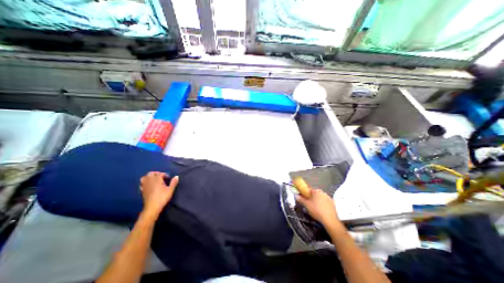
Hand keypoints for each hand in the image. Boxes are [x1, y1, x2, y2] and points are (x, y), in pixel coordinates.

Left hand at [140, 172, 178, 217]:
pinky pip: (141, 183)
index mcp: (157, 180)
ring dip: (149, 177)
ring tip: (154, 179)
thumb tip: (177, 176)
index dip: (164, 174)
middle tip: (161, 177)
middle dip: (156, 173)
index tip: (168, 178)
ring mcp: (145, 186)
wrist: (152, 207)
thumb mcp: (170, 190)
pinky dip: (145, 182)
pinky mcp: (142, 190)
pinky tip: (148, 185)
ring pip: (144, 177)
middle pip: (151, 173)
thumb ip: (173, 182)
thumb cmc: (162, 197)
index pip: (160, 174)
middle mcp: (150, 181)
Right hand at [296, 189, 342, 230]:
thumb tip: (296, 195)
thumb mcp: (306, 205)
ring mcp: (328, 197)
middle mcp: (322, 192)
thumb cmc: (316, 210)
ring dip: (317, 200)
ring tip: (315, 208)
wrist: (330, 220)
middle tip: (308, 203)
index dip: (305, 192)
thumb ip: (300, 199)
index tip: (303, 196)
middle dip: (311, 197)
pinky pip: (325, 202)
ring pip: (320, 197)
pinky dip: (323, 204)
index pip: (308, 189)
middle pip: (314, 193)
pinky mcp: (333, 203)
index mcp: (316, 191)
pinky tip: (321, 210)